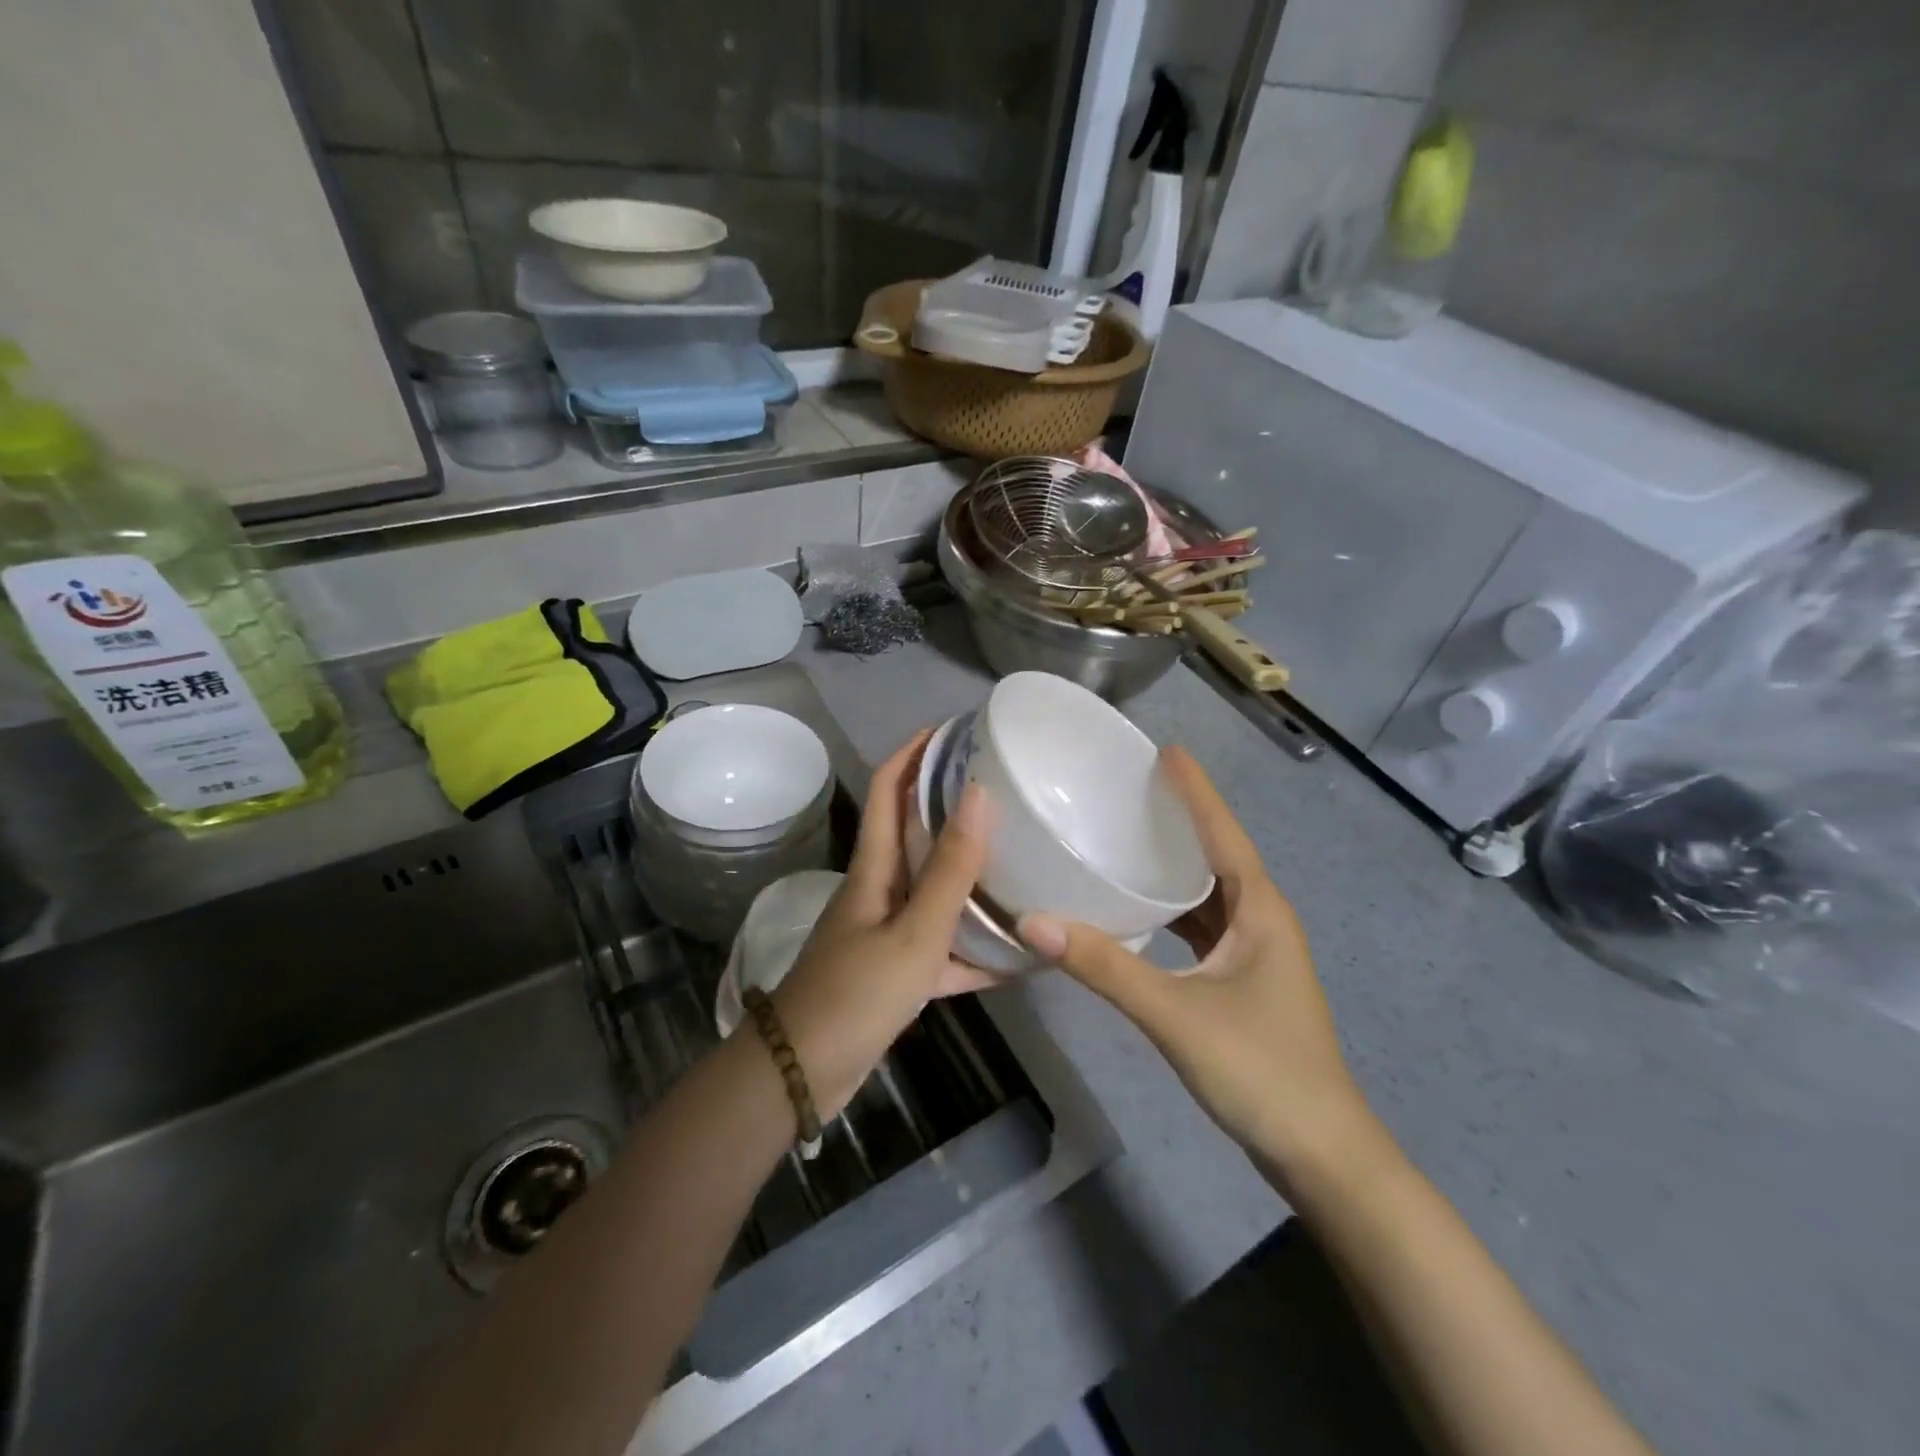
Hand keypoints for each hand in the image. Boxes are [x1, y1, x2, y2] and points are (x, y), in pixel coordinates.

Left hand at [771, 729, 992, 1118]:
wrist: (801, 1074)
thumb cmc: (855, 994)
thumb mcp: (913, 933)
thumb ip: (949, 870)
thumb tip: (979, 794)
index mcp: (874, 868)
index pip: (887, 789)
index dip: (914, 752)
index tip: (954, 730)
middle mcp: (878, 890)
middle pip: (914, 833)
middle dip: (951, 805)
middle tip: (1005, 792)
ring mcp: (885, 932)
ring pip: (933, 891)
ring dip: (969, 876)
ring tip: (1020, 862)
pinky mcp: (894, 971)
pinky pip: (941, 947)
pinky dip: (973, 948)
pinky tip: (1016, 956)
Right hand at [1019, 746, 1374, 1182]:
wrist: (1320, 1153)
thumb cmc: (1259, 1070)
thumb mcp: (1175, 1013)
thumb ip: (1105, 967)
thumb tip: (1034, 922)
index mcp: (1261, 910)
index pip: (1224, 833)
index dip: (1196, 792)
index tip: (1166, 751)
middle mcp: (1263, 920)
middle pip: (1219, 855)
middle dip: (1182, 819)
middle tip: (1133, 788)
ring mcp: (1256, 953)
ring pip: (1211, 893)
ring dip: (1177, 865)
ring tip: (1130, 836)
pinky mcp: (1243, 981)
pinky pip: (1205, 926)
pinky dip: (1174, 910)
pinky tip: (1141, 908)